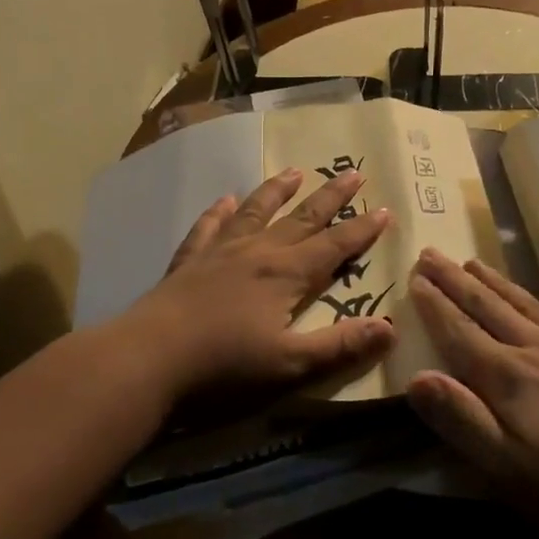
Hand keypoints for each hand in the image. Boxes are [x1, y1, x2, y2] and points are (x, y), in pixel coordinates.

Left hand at [125, 167, 397, 402]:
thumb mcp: (291, 364)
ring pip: (256, 211)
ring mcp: (220, 251)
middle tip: (352, 174)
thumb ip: (340, 345)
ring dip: (277, 191)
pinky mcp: (189, 260)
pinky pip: (209, 227)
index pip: (334, 246)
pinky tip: (224, 200)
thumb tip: (389, 328)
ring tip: (294, 172)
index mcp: (286, 275)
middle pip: (301, 218)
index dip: (361, 230)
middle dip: (330, 197)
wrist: (149, 358)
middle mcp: (257, 252)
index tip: (384, 209)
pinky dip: (220, 212)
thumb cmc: (225, 366)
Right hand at [405, 248, 538, 538]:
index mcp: (507, 378)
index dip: (435, 306)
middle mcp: (535, 350)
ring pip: (521, 303)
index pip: (460, 332)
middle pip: (487, 307)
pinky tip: (535, 297)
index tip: (414, 277)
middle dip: (455, 281)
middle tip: (431, 253)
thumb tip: (415, 376)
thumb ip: (462, 420)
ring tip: (472, 261)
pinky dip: (532, 297)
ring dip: (492, 281)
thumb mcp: (511, 469)